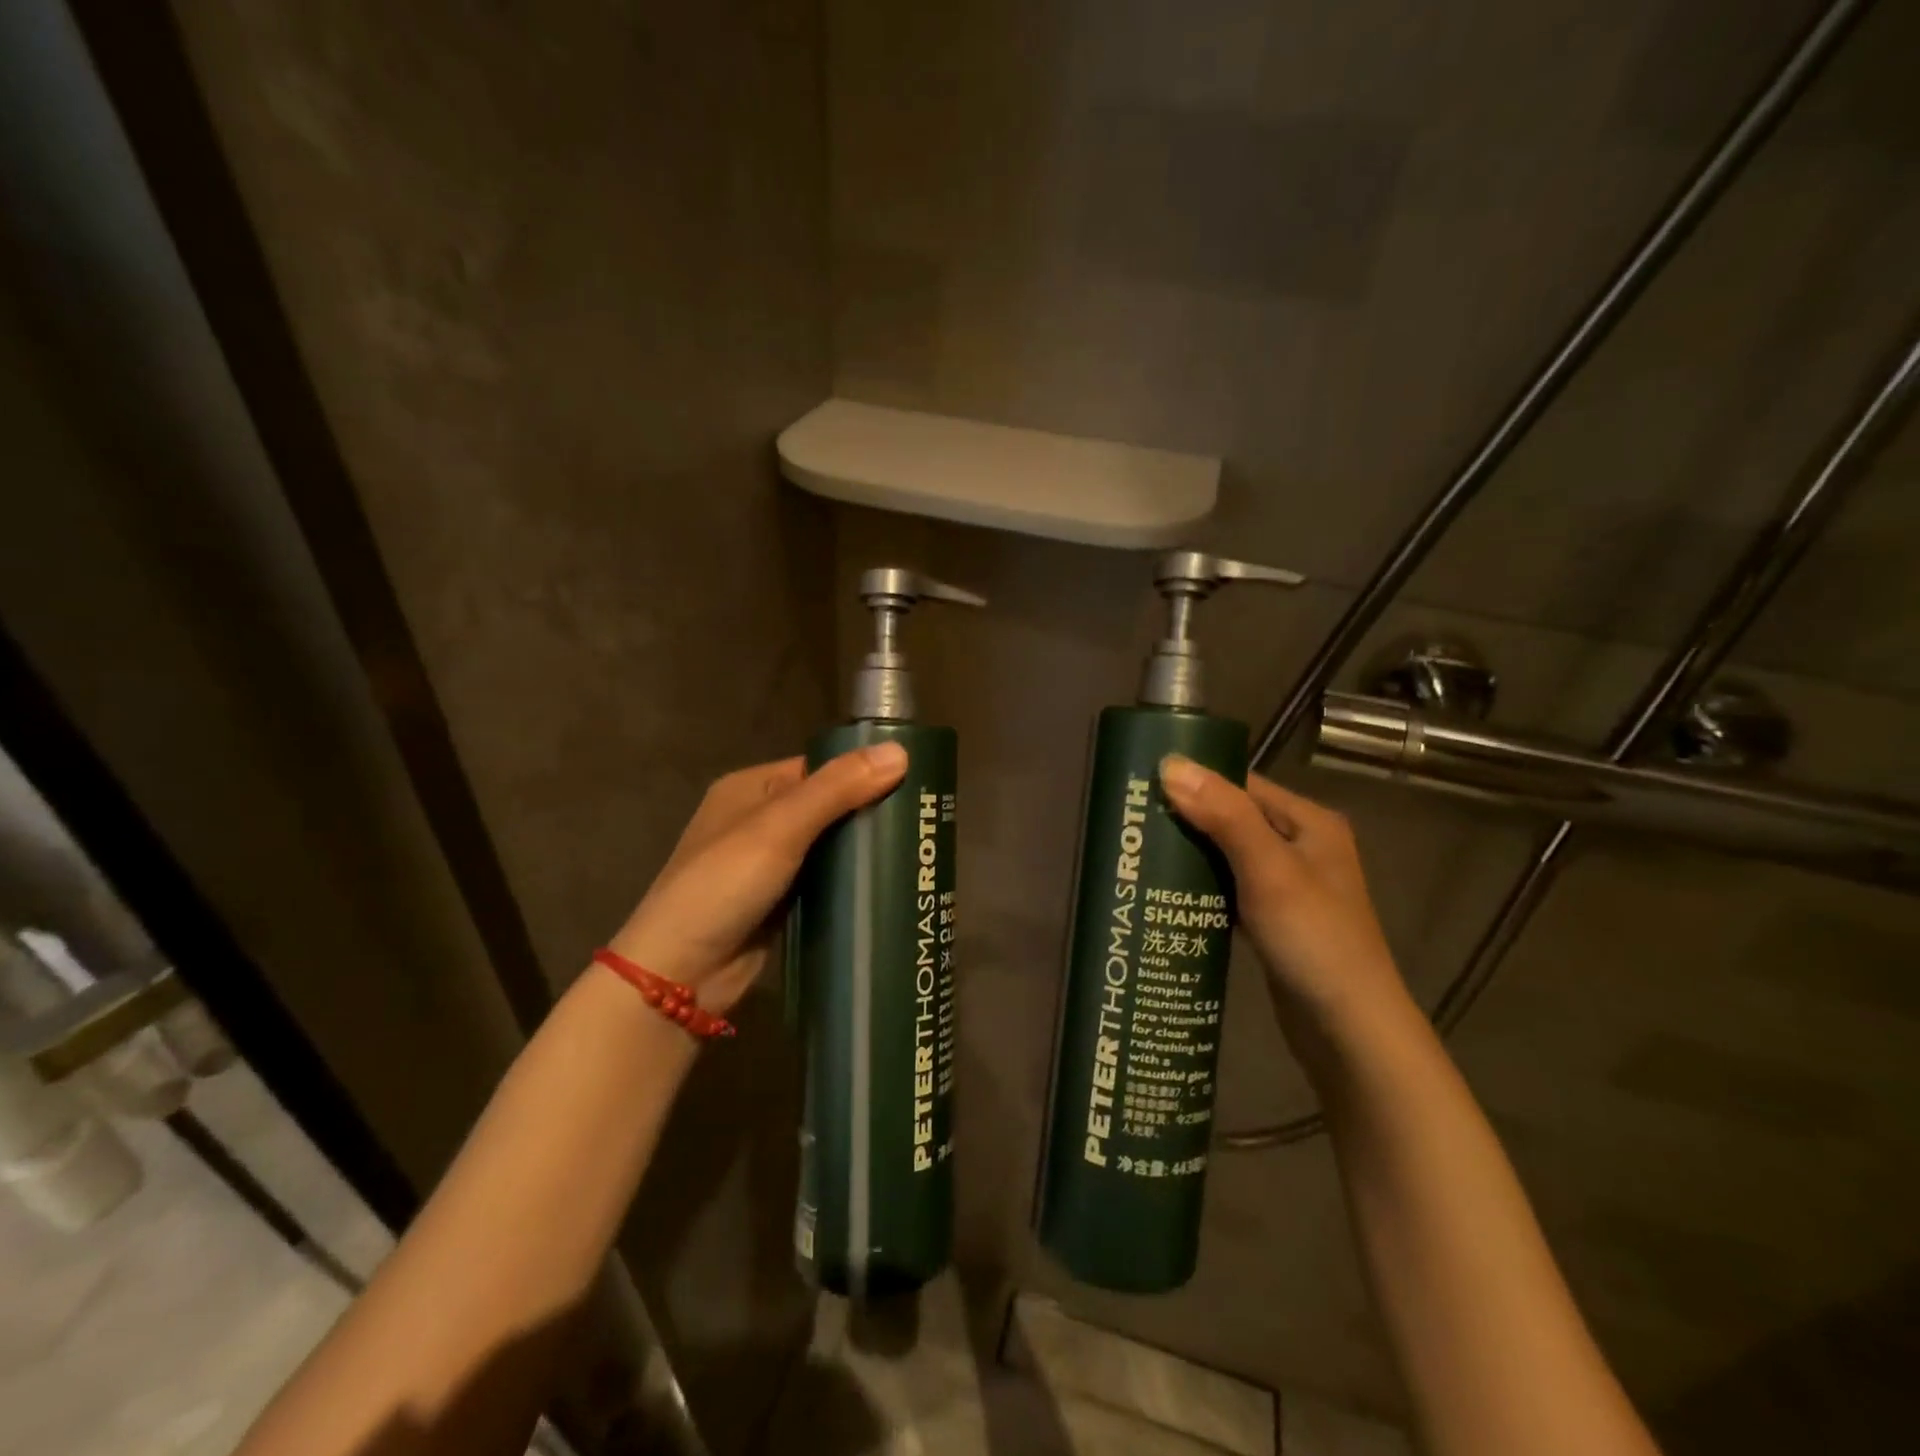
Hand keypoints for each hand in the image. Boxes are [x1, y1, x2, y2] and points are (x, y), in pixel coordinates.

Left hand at [608, 742, 908, 1012]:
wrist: (679, 974)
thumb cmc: (723, 886)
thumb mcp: (779, 828)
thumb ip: (837, 789)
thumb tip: (900, 753)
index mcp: (752, 788)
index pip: (820, 768)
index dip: (863, 771)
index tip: (915, 782)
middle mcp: (760, 820)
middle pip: (829, 805)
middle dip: (870, 812)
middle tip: (924, 820)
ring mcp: (770, 864)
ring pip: (830, 845)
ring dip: (864, 849)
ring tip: (919, 850)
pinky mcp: (782, 902)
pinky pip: (825, 880)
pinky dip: (851, 881)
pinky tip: (889, 883)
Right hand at [1158, 755, 1410, 1036]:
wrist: (1350, 1031)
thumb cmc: (1313, 939)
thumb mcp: (1268, 869)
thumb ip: (1223, 815)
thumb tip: (1170, 764)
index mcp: (1309, 822)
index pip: (1241, 784)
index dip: (1194, 781)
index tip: (1142, 785)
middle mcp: (1302, 847)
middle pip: (1233, 818)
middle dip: (1186, 820)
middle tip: (1132, 824)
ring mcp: (1289, 887)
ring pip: (1228, 856)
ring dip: (1191, 855)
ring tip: (1139, 855)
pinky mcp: (1275, 921)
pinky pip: (1230, 889)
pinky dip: (1203, 888)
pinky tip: (1168, 894)